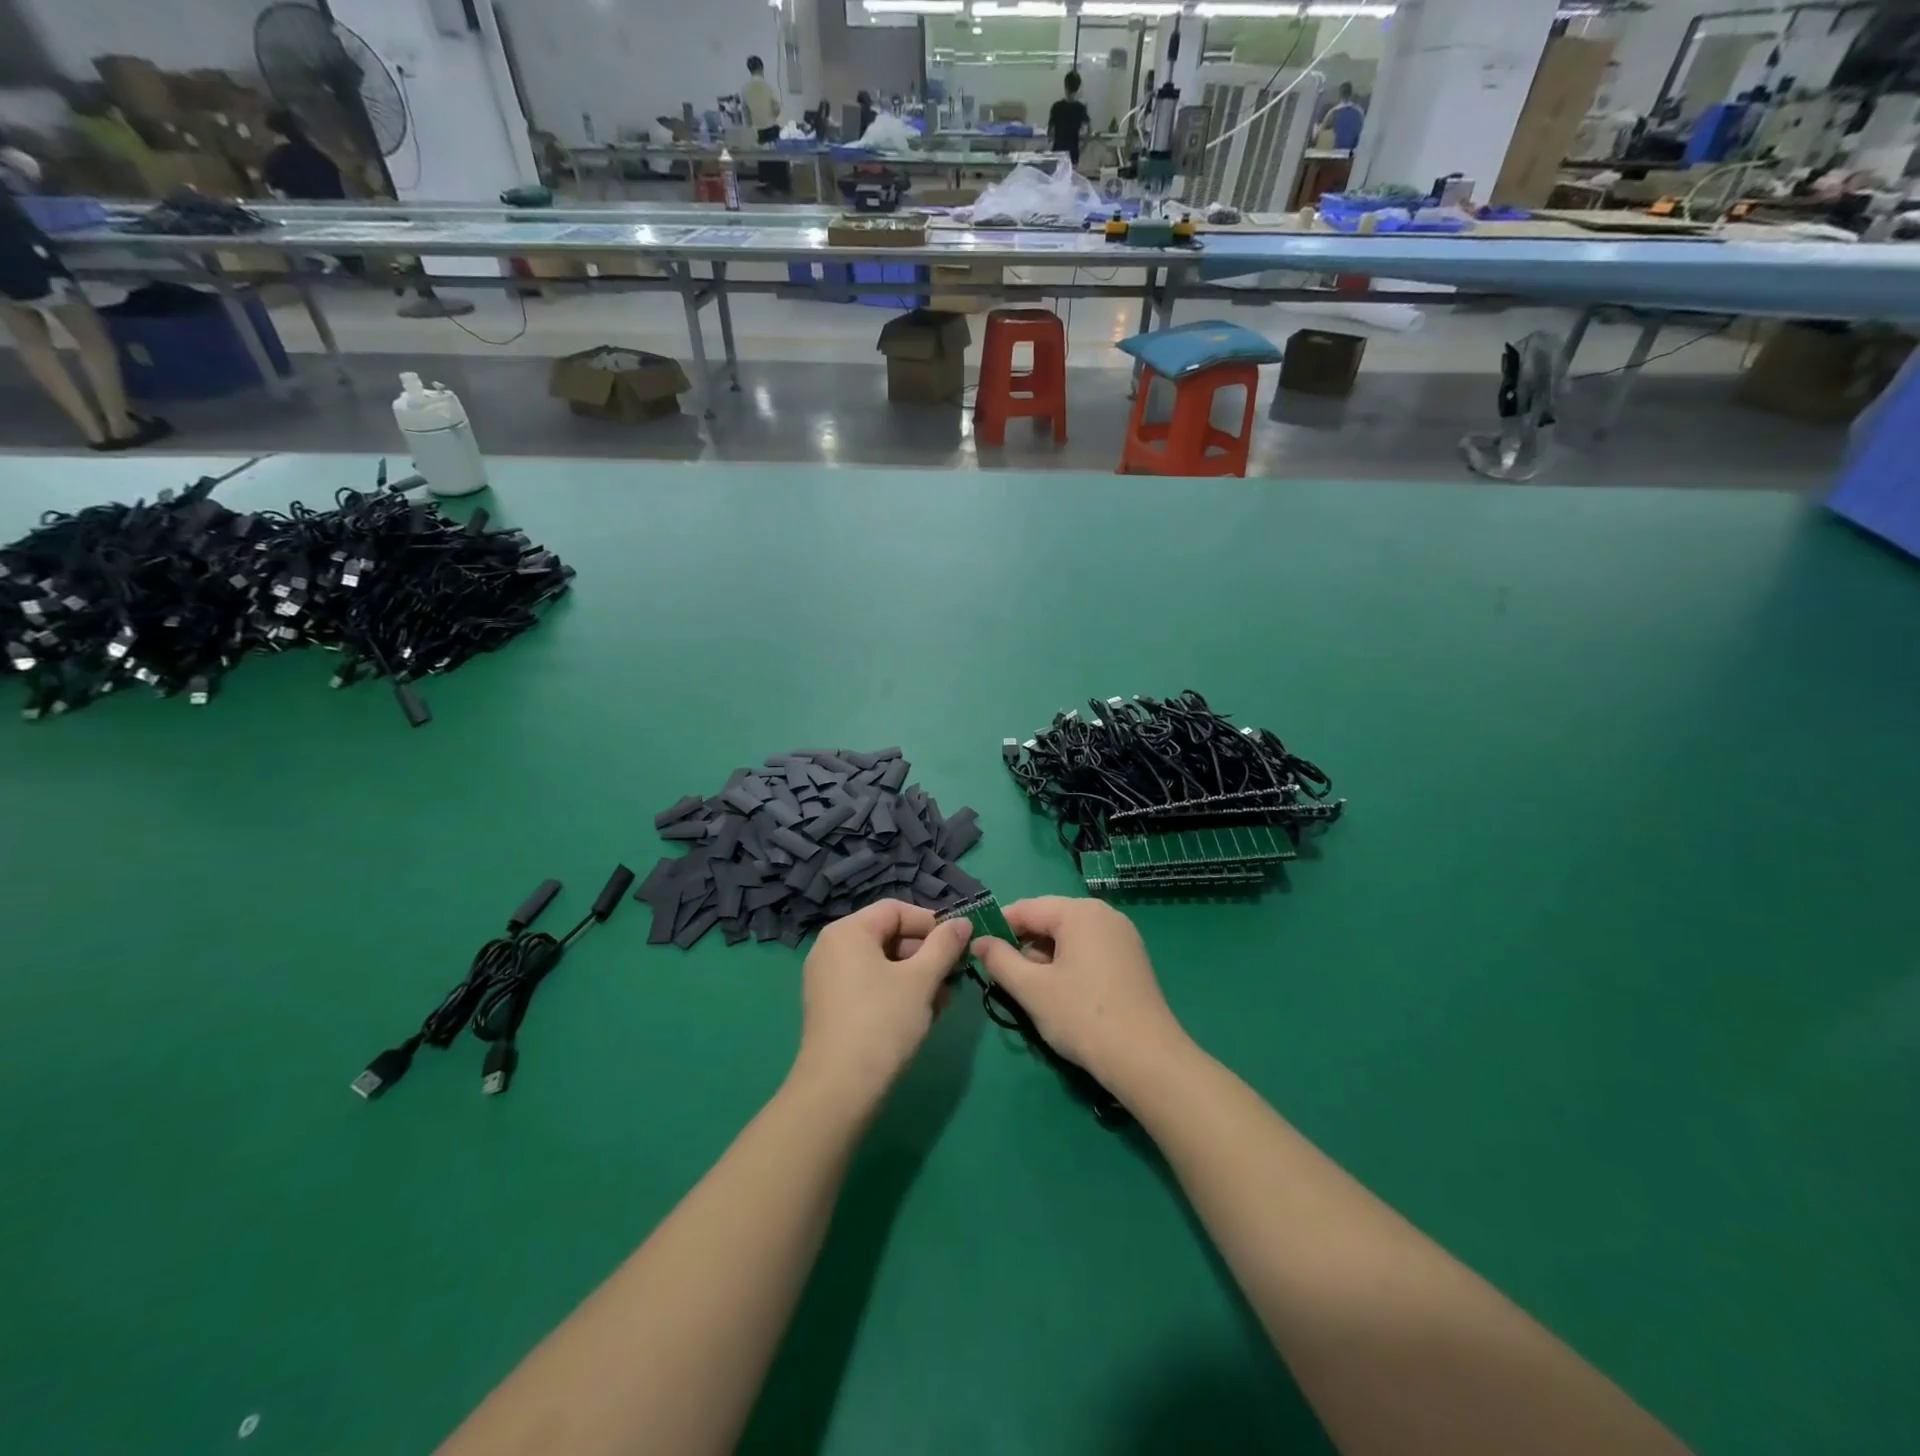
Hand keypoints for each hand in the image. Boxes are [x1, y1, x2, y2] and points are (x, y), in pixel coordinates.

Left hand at [791, 900, 971, 1110]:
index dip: (931, 923)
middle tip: (953, 977)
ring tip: (942, 1002)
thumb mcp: (922, 980)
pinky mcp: (830, 1007)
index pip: (896, 910)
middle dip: (925, 954)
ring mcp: (827, 979)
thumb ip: (945, 945)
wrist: (839, 1089)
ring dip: (916, 977)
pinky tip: (921, 1015)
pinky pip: (868, 985)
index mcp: (848, 931)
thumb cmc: (883, 1022)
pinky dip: (896, 992)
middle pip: (888, 935)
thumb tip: (962, 922)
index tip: (957, 945)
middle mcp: (831, 948)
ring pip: (881, 964)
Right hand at [969, 897, 1187, 1092]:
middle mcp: (1104, 914)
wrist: (1146, 1059)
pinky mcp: (1132, 958)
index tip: (978, 952)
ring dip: (1045, 956)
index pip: (1026, 908)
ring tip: (1031, 989)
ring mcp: (1123, 935)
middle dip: (1024, 944)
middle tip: (1004, 976)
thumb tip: (980, 941)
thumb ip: (1000, 960)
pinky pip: (1089, 949)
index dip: (998, 928)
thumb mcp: (1031, 989)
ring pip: (1069, 936)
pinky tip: (1061, 992)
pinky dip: (1068, 963)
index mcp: (1079, 912)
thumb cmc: (1082, 1017)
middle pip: (1050, 919)